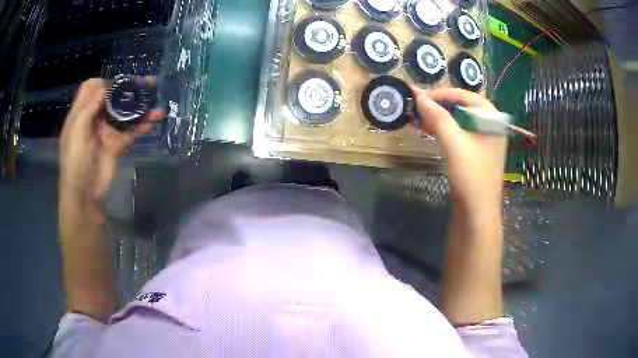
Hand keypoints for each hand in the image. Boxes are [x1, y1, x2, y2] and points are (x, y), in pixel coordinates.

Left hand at [59, 77, 162, 199]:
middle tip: (146, 83)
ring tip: (156, 101)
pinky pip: (130, 132)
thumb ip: (88, 108)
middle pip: (111, 97)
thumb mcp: (76, 133)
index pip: (91, 89)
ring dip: (138, 106)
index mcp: (81, 114)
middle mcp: (94, 119)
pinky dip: (141, 126)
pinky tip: (152, 121)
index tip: (117, 85)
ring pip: (123, 113)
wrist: (85, 195)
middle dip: (127, 88)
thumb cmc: (75, 162)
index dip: (104, 82)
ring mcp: (106, 132)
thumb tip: (105, 86)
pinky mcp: (116, 145)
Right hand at [411, 87, 506, 215]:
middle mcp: (489, 124)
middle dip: (436, 105)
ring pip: (456, 119)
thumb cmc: (472, 177)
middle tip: (414, 105)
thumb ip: (438, 118)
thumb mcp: (455, 144)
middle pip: (460, 106)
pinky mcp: (473, 150)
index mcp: (492, 118)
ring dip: (436, 116)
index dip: (441, 94)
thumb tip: (418, 96)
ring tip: (414, 115)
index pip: (465, 96)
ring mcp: (482, 138)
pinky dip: (440, 128)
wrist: (477, 213)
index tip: (418, 96)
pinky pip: (456, 132)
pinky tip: (424, 127)